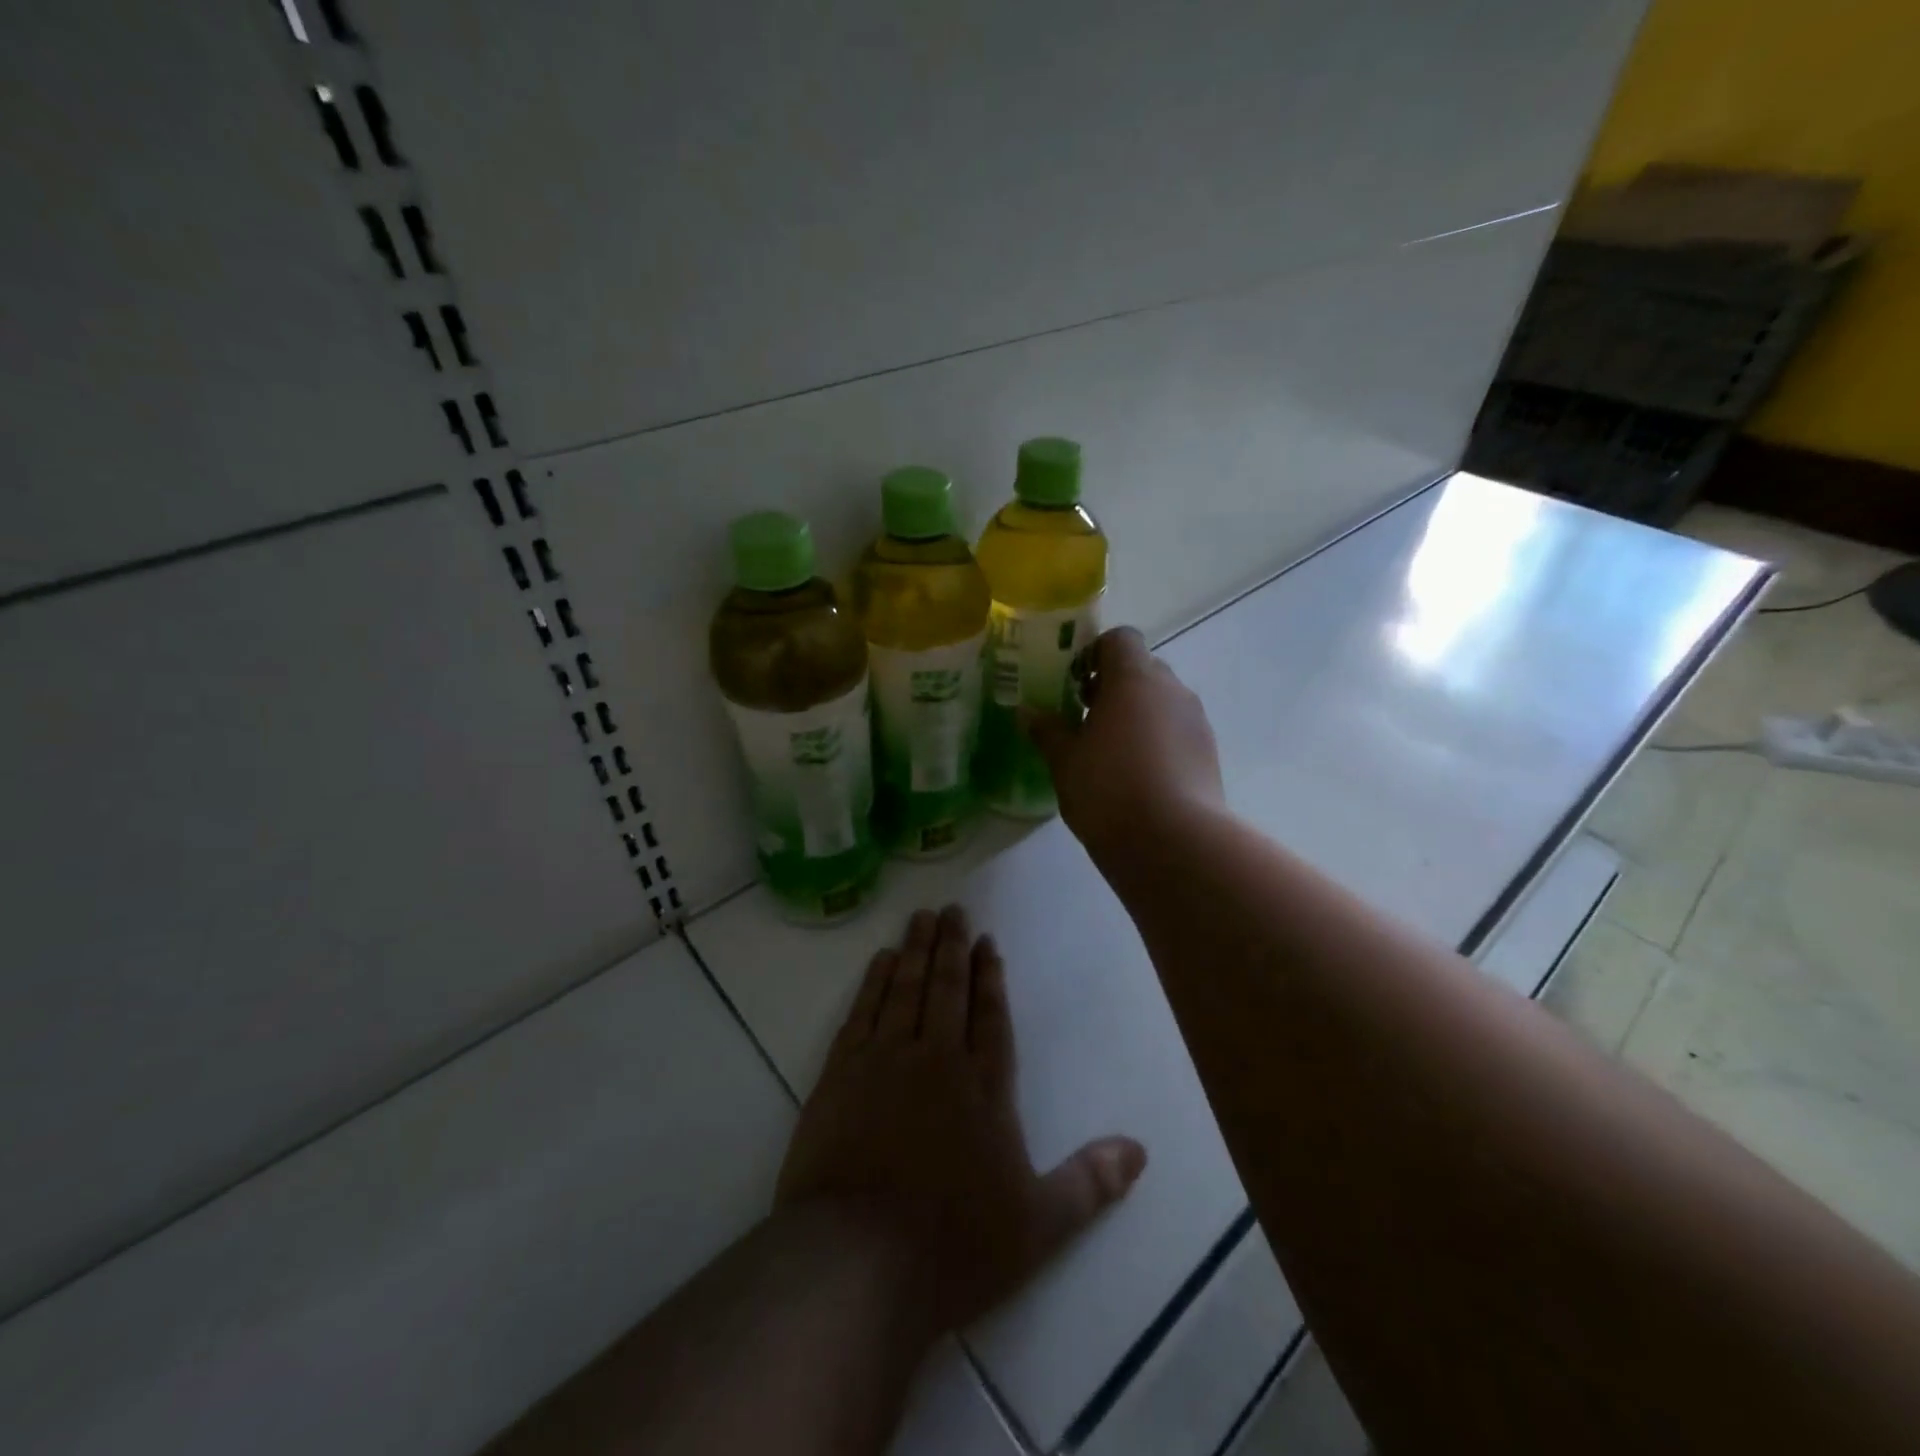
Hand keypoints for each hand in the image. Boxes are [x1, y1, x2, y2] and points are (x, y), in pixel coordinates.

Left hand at [776, 906, 1145, 1334]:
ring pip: (904, 988)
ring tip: (920, 917)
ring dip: (914, 950)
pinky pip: (862, 1011)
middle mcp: (936, 1058)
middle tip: (952, 908)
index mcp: (983, 1086)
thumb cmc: (953, 1244)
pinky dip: (872, 981)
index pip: (990, 1014)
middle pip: (947, 988)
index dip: (990, 974)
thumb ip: (1089, 1183)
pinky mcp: (841, 1073)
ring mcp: (884, 1060)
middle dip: (951, 946)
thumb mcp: (1038, 1226)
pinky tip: (879, 961)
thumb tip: (1140, 1151)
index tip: (985, 940)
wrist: (855, 1260)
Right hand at [1023, 627, 1224, 856]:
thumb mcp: (1065, 761)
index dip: (1094, 653)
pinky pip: (1176, 730)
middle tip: (1084, 717)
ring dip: (1136, 714)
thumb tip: (1026, 712)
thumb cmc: (1109, 790)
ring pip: (1161, 701)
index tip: (1073, 684)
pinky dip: (1156, 740)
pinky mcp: (1208, 753)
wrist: (1175, 843)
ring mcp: (1195, 721)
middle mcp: (1171, 689)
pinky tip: (1135, 775)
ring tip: (1108, 751)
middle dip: (1114, 686)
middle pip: (1142, 668)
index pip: (1120, 638)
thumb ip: (1047, 731)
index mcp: (1134, 678)